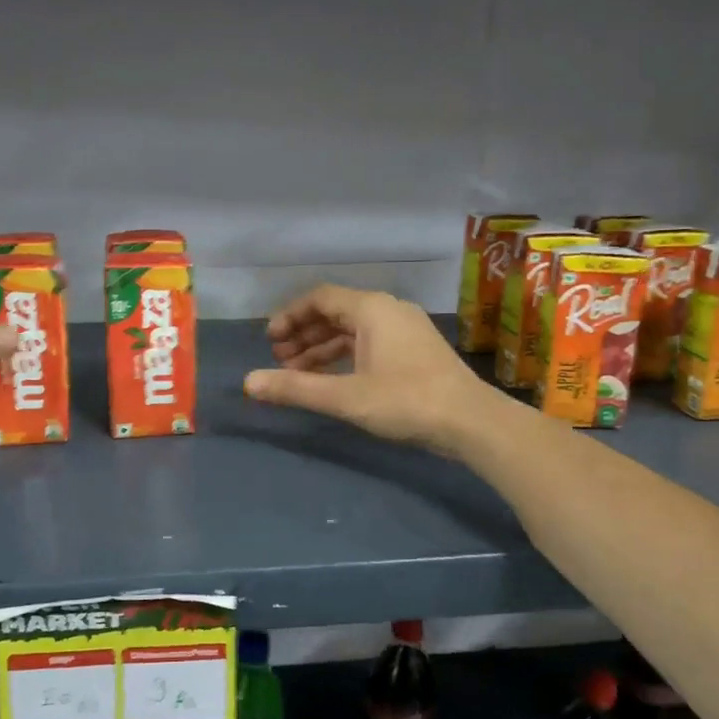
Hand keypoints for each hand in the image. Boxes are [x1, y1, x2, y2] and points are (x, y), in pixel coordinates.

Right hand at [243, 285, 503, 455]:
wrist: (470, 421)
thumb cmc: (405, 401)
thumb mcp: (345, 397)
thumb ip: (295, 389)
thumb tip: (247, 382)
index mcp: (371, 308)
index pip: (320, 298)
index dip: (290, 316)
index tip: (269, 341)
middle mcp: (388, 310)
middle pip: (336, 312)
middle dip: (304, 335)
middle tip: (279, 360)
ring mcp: (405, 329)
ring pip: (354, 330)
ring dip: (323, 348)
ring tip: (298, 374)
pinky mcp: (415, 350)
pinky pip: (370, 343)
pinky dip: (346, 357)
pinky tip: (332, 379)